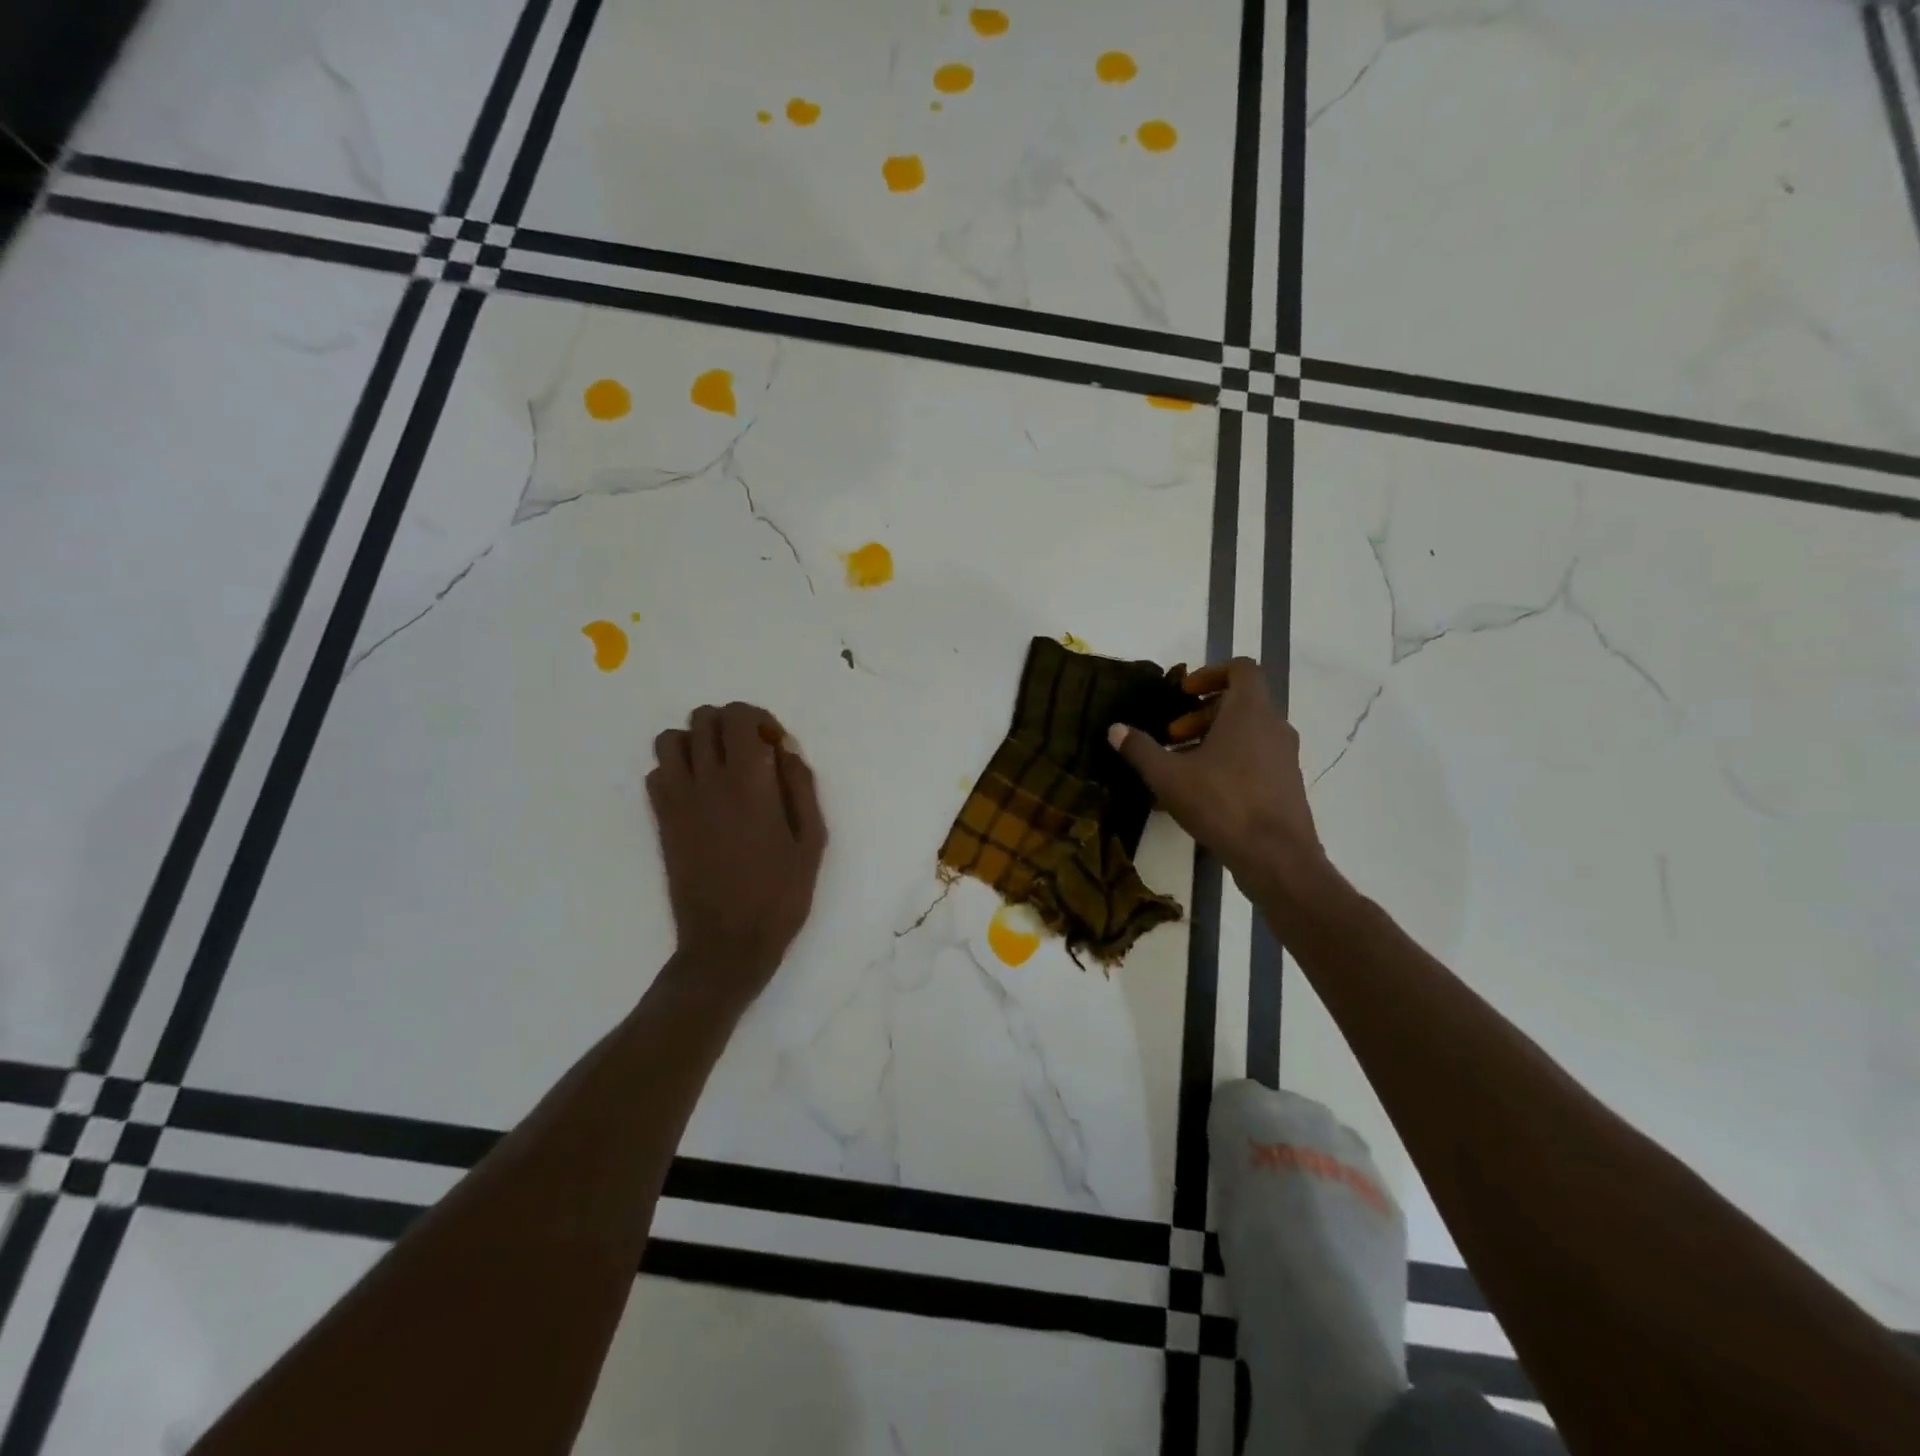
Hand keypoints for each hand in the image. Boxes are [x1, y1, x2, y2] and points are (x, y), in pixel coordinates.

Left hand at [647, 701, 826, 1000]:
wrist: (727, 943)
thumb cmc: (780, 894)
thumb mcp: (811, 841)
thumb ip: (800, 787)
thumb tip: (784, 750)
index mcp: (749, 782)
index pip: (739, 716)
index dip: (760, 720)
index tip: (775, 748)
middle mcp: (706, 781)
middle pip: (703, 718)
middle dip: (730, 724)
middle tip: (751, 753)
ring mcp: (678, 801)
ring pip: (670, 739)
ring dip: (697, 742)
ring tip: (720, 768)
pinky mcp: (662, 821)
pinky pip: (656, 774)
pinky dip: (676, 771)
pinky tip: (700, 795)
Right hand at [1109, 659, 1330, 905]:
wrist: (1275, 856)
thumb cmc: (1221, 803)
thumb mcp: (1168, 776)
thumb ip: (1140, 749)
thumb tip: (1115, 729)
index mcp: (1250, 711)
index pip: (1241, 669)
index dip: (1210, 673)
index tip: (1184, 694)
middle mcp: (1274, 726)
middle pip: (1240, 703)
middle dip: (1202, 714)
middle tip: (1172, 735)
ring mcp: (1285, 757)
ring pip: (1248, 733)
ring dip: (1214, 739)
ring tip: (1182, 765)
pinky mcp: (1287, 784)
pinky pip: (1256, 758)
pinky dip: (1230, 761)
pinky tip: (1202, 792)